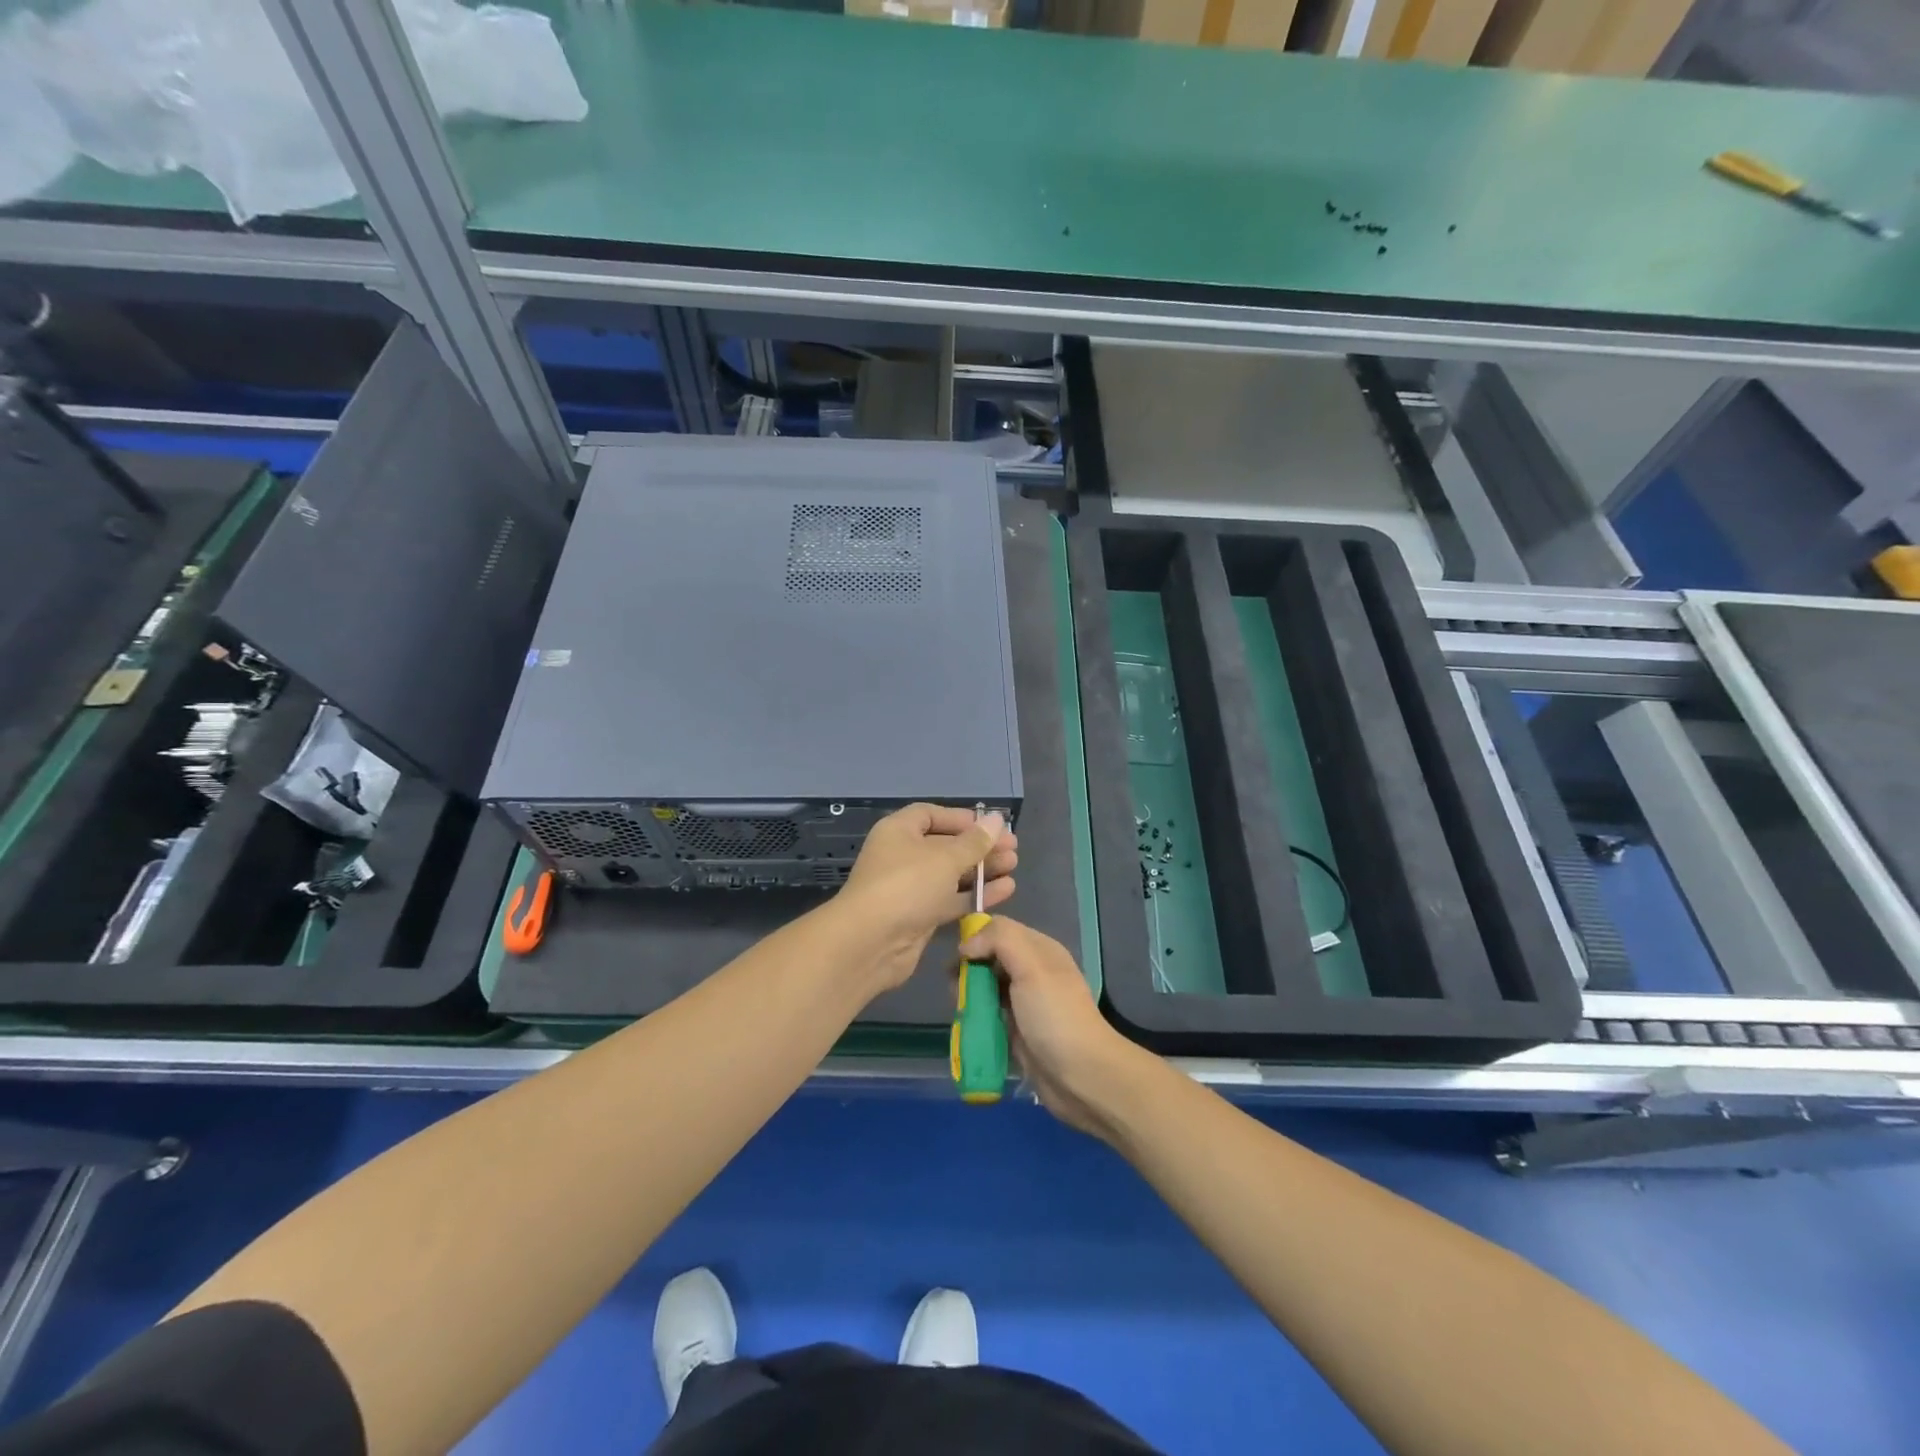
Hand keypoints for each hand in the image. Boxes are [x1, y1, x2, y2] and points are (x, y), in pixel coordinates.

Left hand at [834, 804, 1017, 992]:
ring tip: (1014, 866)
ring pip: (952, 874)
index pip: (931, 815)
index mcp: (899, 831)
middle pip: (946, 845)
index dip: (961, 818)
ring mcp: (911, 888)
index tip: (990, 825)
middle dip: (979, 846)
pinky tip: (1006, 890)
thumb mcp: (945, 858)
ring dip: (982, 870)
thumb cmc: (907, 885)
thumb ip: (975, 841)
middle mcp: (903, 856)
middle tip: (1013, 848)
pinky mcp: (921, 916)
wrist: (871, 943)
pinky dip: (976, 894)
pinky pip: (952, 900)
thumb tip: (997, 819)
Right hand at [957, 916, 1139, 1139]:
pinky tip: (966, 1025)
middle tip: (955, 987)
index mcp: (1039, 950)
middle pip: (990, 958)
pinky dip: (975, 1017)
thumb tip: (966, 945)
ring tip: (960, 1008)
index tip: (958, 957)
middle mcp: (1031, 972)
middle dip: (969, 969)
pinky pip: (988, 1015)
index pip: (1000, 929)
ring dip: (969, 994)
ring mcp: (1023, 1003)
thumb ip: (1000, 940)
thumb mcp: (1032, 967)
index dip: (977, 937)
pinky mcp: (1016, 1031)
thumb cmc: (1055, 1016)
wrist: (1081, 1076)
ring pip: (986, 987)